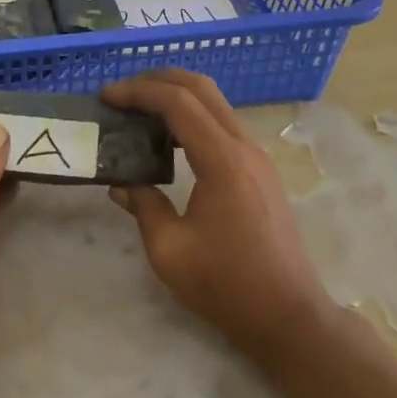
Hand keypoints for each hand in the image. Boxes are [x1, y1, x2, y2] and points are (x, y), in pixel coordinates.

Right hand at [103, 69, 332, 363]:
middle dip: (157, 79)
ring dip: (176, 95)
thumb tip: (121, 182)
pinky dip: (192, 115)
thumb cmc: (227, 286)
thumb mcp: (170, 251)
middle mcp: (244, 147)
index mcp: (222, 161)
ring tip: (139, 110)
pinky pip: (222, 124)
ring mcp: (257, 157)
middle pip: (201, 88)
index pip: (177, 102)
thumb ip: (142, 206)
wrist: (290, 317)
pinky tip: (168, 138)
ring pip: (215, 102)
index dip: (138, 92)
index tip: (106, 96)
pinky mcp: (260, 171)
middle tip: (121, 92)